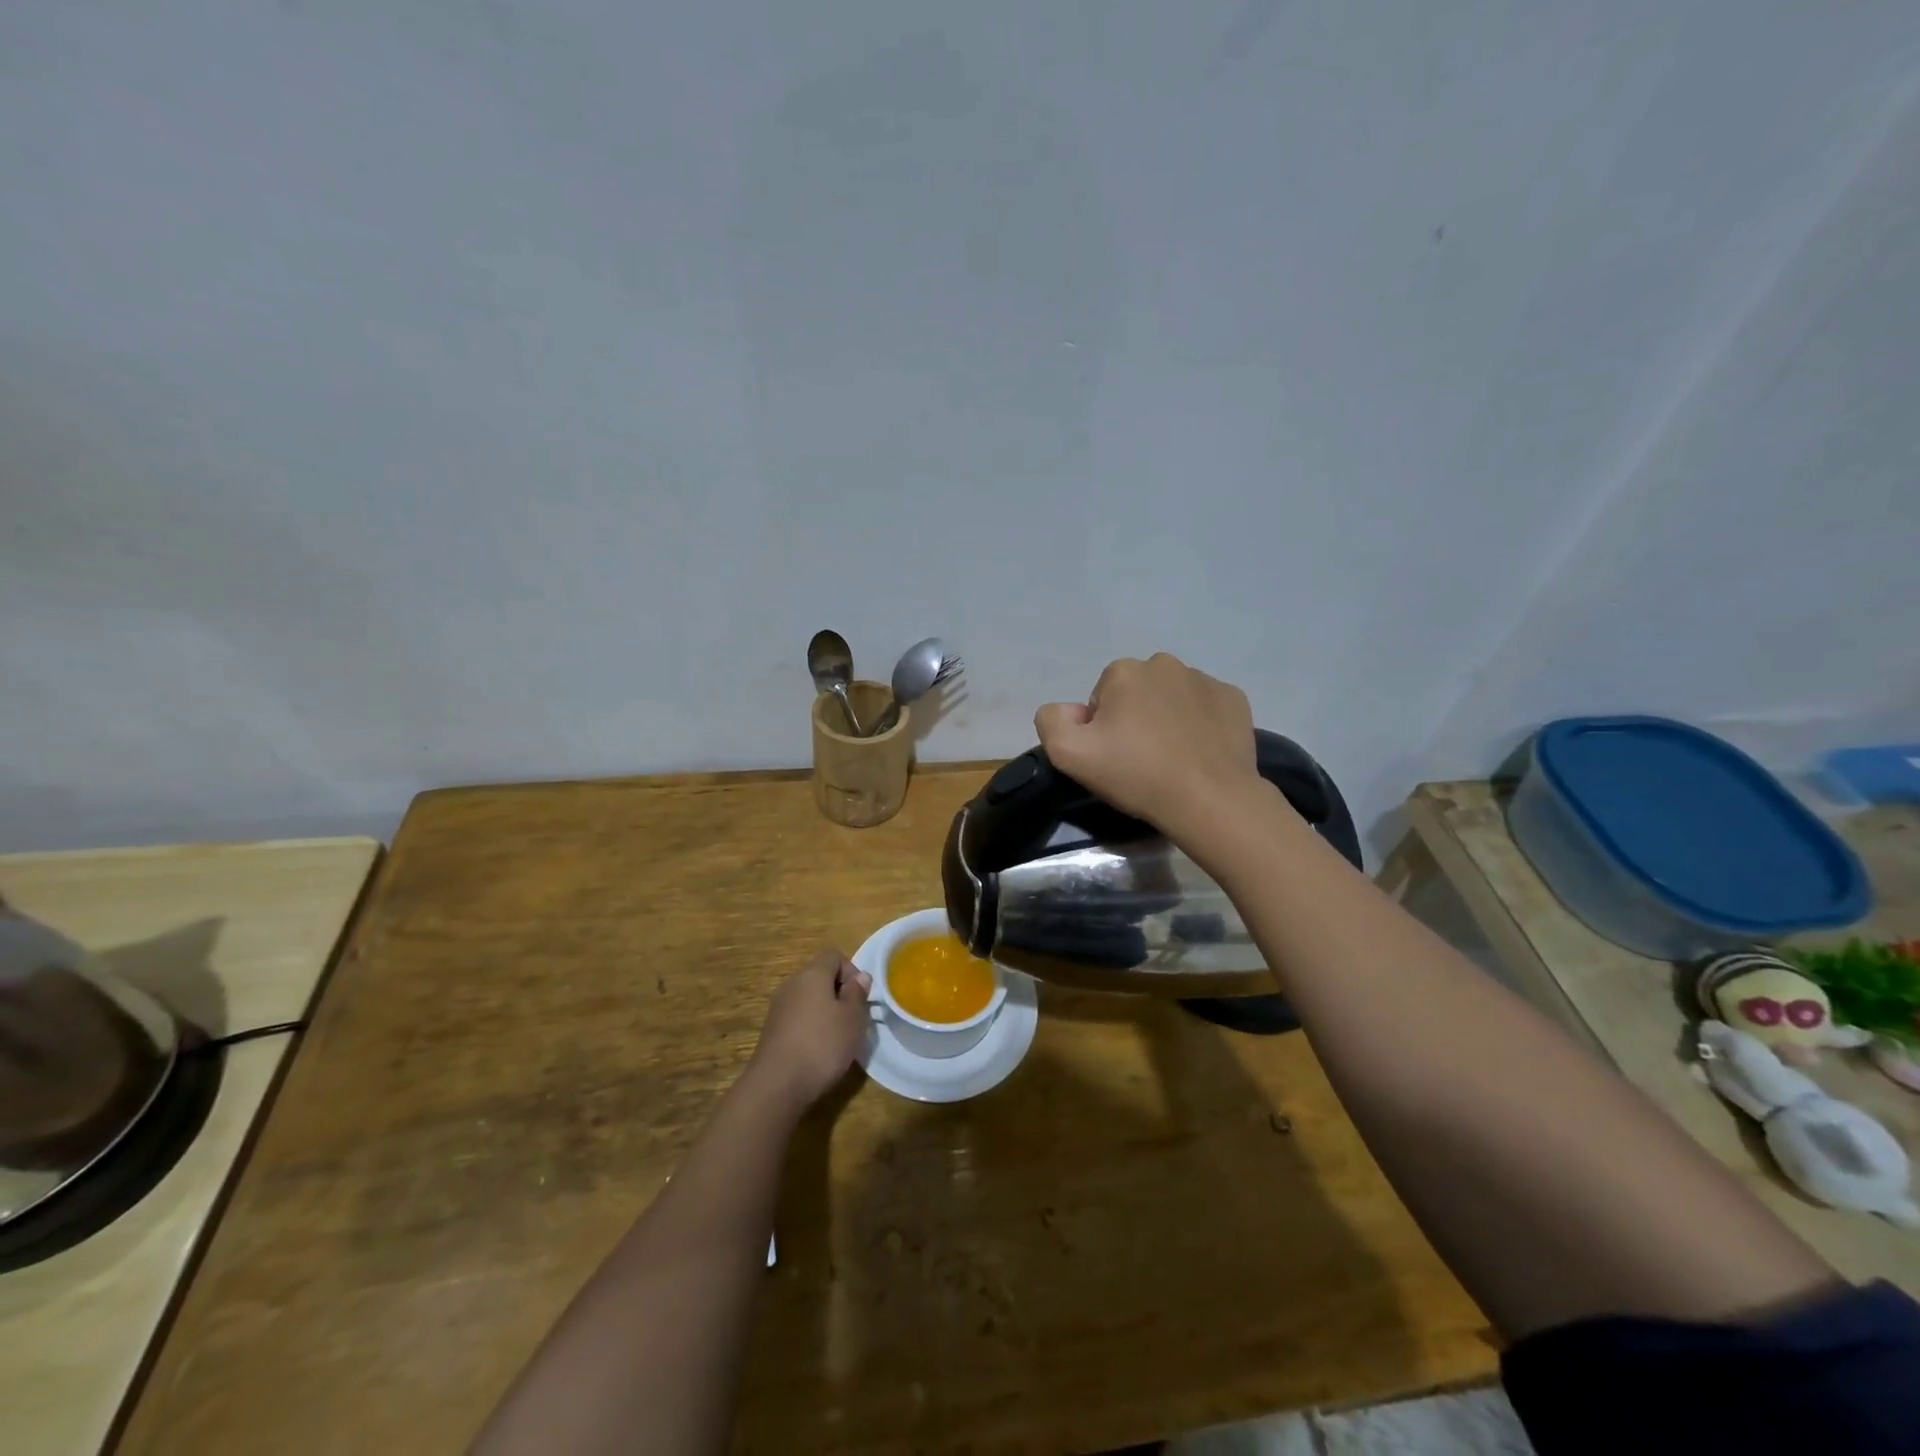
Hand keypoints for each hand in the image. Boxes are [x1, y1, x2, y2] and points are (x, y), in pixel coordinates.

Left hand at [747, 949, 872, 1111]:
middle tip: (852, 1018)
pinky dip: (810, 1027)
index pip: (833, 956)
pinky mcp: (771, 1030)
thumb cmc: (822, 1044)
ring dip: (824, 1011)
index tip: (860, 996)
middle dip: (838, 993)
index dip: (851, 971)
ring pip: (808, 998)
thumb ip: (857, 994)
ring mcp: (778, 1008)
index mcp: (812, 974)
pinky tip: (817, 1051)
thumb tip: (860, 976)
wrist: (777, 1085)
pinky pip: (797, 1018)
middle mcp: (791, 984)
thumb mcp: (852, 1018)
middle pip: (819, 976)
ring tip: (837, 1038)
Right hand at [1035, 653, 1262, 834]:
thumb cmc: (1137, 774)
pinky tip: (1199, 752)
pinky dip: (1199, 724)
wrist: (1210, 799)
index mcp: (1124, 671)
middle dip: (1135, 718)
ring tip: (1172, 758)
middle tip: (1141, 760)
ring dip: (1167, 719)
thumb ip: (1051, 721)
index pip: (1101, 698)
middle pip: (1137, 693)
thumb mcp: (1069, 754)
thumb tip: (1068, 710)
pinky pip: (1205, 707)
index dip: (1102, 729)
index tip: (1113, 757)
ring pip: (1172, 697)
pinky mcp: (1234, 699)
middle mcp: (1164, 664)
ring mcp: (1204, 679)